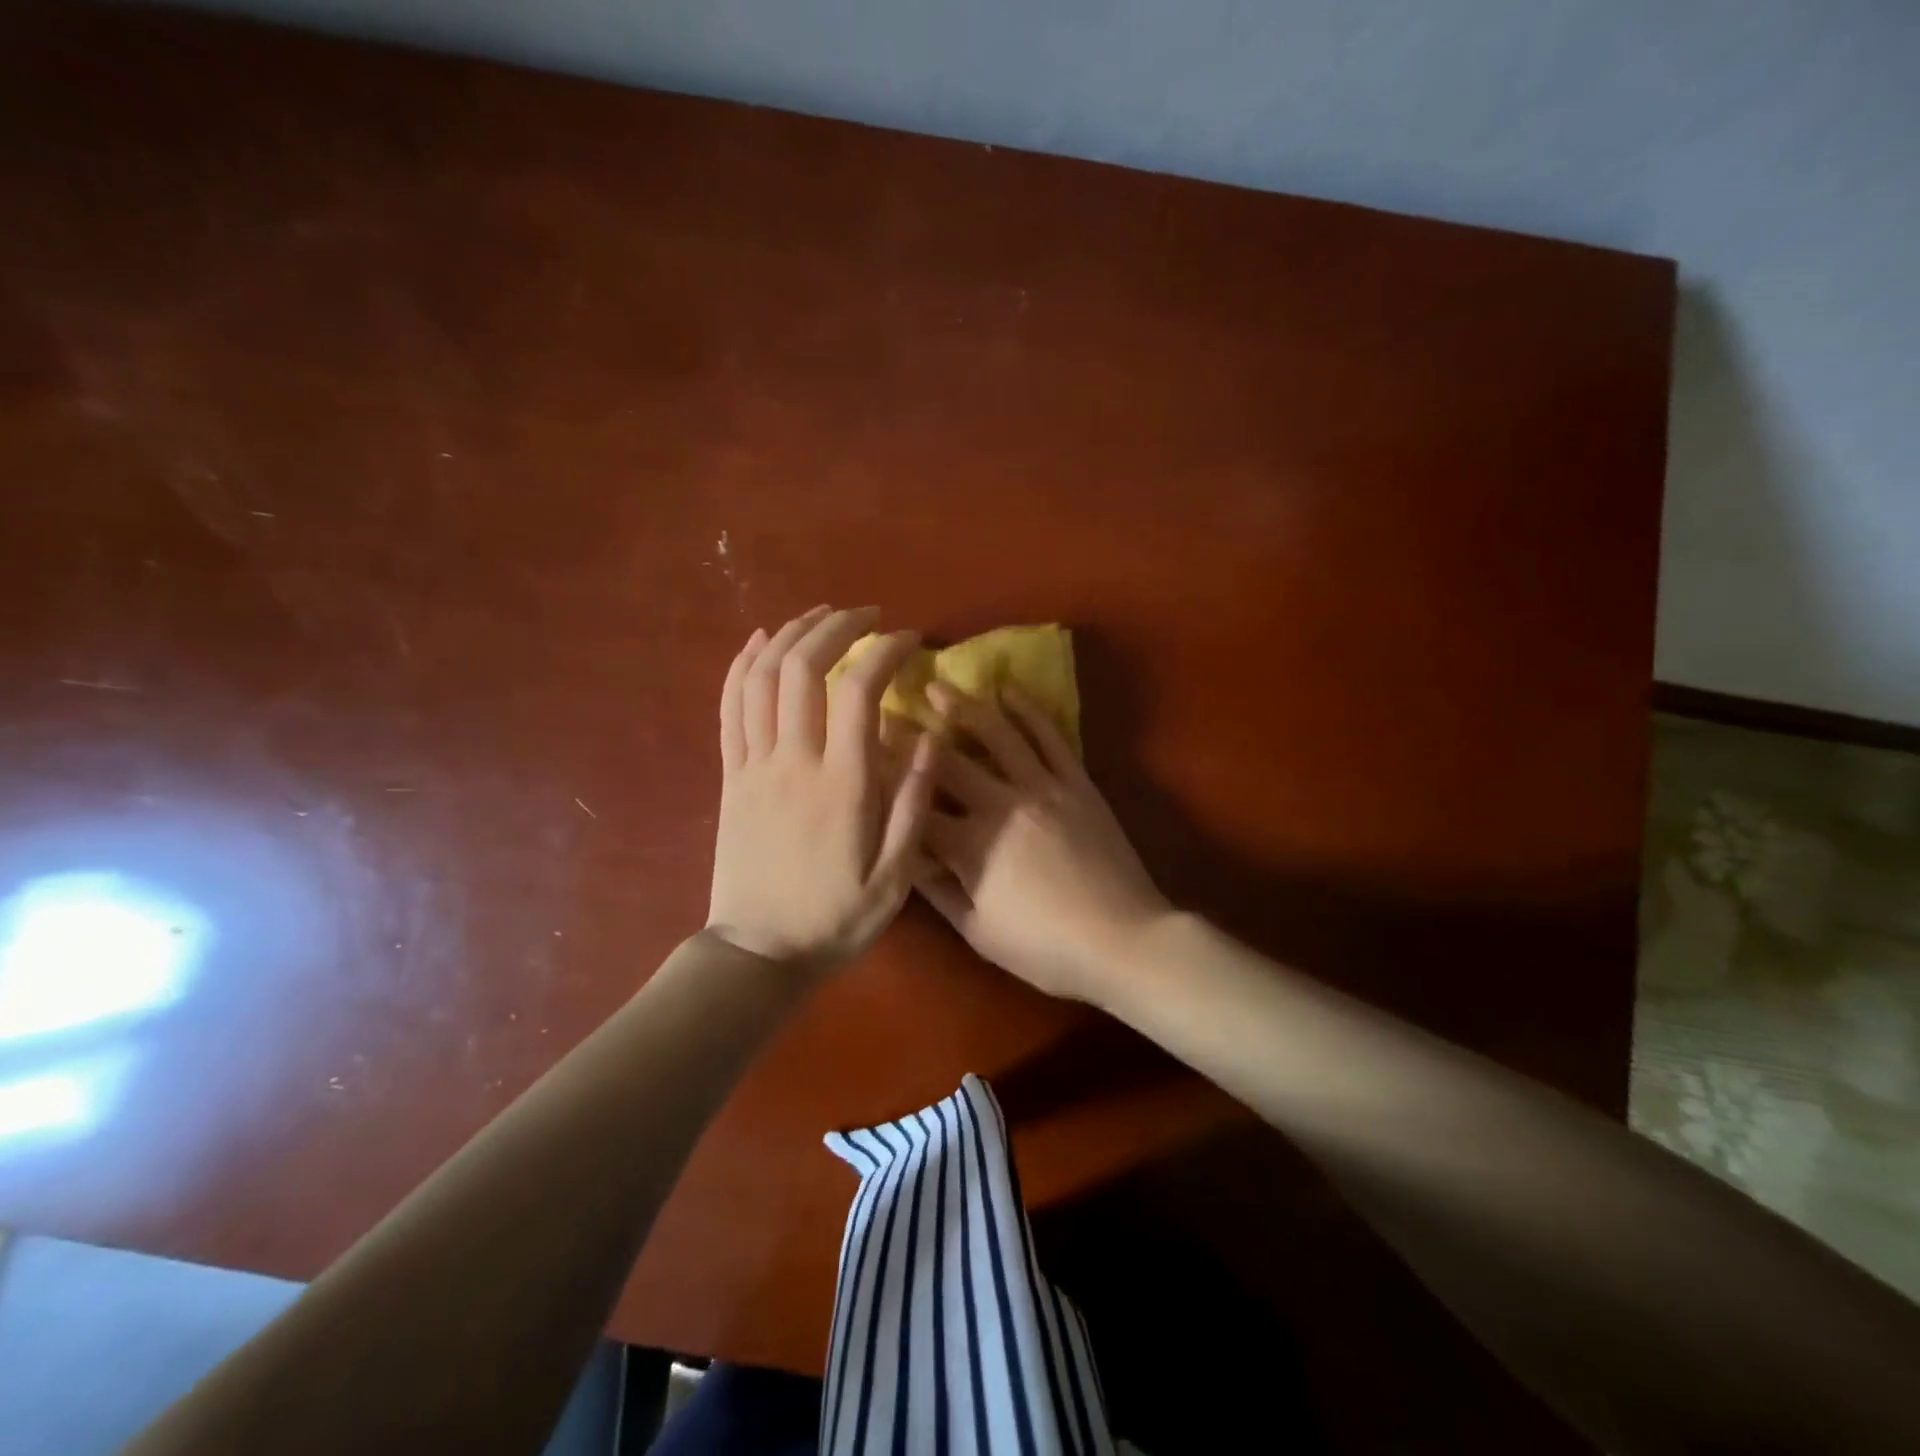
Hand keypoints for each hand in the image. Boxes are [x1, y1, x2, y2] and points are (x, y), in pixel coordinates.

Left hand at [707, 605, 935, 972]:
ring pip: (760, 678)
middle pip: (802, 667)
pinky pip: (728, 708)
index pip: (858, 690)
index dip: (883, 651)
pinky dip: (740, 666)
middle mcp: (793, 762)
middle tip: (866, 615)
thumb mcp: (895, 877)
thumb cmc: (834, 918)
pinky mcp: (729, 777)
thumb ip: (912, 804)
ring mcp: (753, 766)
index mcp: (841, 785)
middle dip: (835, 627)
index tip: (908, 640)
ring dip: (789, 635)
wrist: (757, 954)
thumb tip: (928, 738)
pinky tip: (759, 641)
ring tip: (820, 616)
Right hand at [916, 681, 1170, 1002]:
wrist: (1123, 939)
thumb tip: (905, 859)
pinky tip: (1010, 691)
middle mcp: (1001, 805)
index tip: (860, 757)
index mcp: (971, 845)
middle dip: (912, 734)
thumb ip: (939, 892)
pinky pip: (1051, 738)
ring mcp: (1043, 788)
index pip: (915, 807)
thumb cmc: (1046, 947)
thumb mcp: (980, 932)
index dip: (885, 782)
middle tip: (886, 707)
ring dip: (966, 706)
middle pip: (947, 762)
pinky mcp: (1077, 783)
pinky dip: (1029, 711)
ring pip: (998, 735)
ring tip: (940, 684)